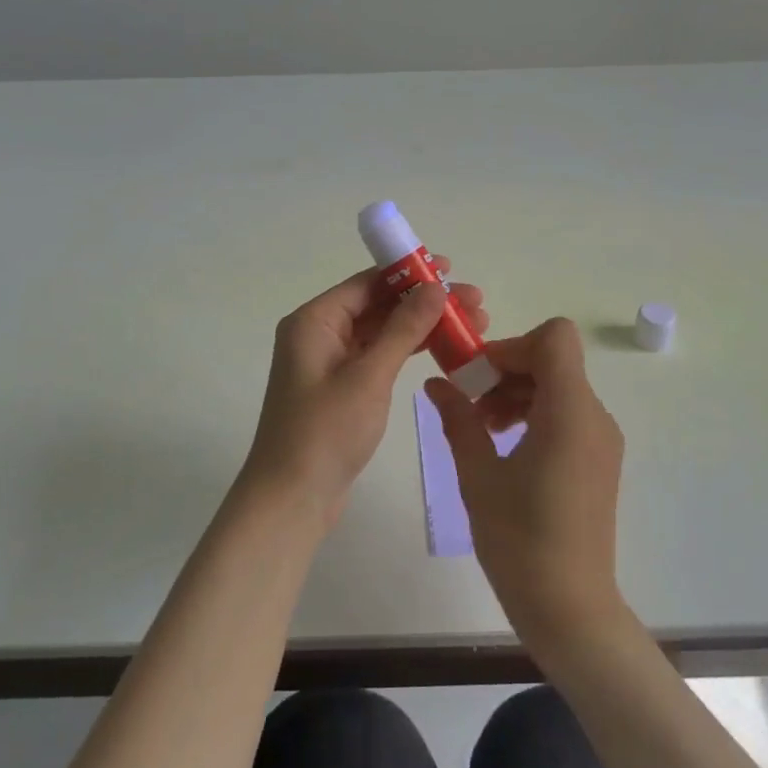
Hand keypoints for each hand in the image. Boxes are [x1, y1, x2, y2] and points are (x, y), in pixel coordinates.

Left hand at [240, 262, 489, 529]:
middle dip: (424, 302)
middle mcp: (318, 335)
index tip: (451, 269)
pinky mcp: (341, 389)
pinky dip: (407, 352)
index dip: (409, 273)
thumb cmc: (326, 432)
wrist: (292, 498)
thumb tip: (435, 287)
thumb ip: (403, 329)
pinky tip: (442, 350)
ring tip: (471, 326)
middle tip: (475, 304)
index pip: (367, 283)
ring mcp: (329, 363)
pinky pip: (378, 357)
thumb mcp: (369, 376)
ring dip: (421, 327)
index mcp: (314, 321)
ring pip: (381, 332)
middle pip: (377, 305)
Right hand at [424, 317, 625, 651]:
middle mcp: (595, 416)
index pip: (554, 338)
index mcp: (570, 412)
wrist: (569, 606)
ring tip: (482, 430)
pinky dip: (534, 414)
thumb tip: (437, 384)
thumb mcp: (478, 474)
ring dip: (517, 393)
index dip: (512, 346)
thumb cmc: (519, 539)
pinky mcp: (599, 459)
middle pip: (553, 361)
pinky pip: (567, 414)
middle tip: (470, 407)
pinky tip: (505, 448)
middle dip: (507, 371)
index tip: (478, 377)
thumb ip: (459, 419)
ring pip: (559, 386)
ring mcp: (601, 439)